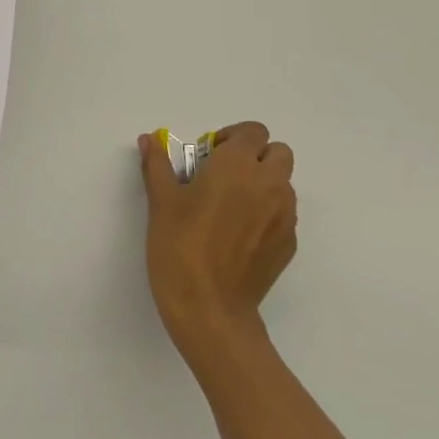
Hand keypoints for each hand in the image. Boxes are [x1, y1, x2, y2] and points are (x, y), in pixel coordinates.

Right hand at [138, 121, 297, 356]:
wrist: (209, 306)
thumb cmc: (179, 244)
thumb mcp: (160, 201)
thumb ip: (157, 164)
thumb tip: (149, 139)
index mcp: (237, 166)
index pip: (252, 132)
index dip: (231, 138)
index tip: (208, 155)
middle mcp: (269, 184)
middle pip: (278, 152)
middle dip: (254, 156)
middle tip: (222, 175)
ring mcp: (285, 216)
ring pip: (283, 183)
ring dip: (262, 183)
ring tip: (229, 207)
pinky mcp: (289, 243)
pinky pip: (283, 214)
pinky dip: (266, 212)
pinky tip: (237, 235)